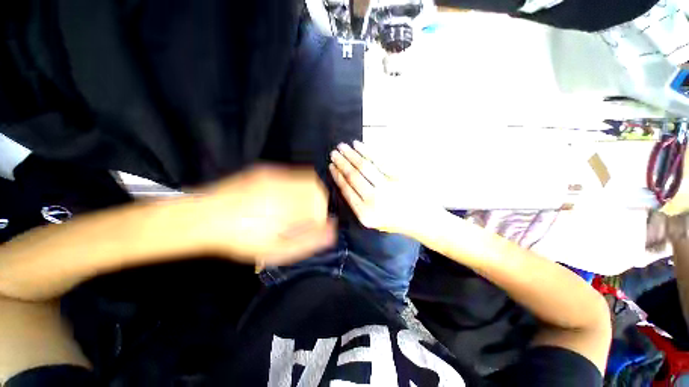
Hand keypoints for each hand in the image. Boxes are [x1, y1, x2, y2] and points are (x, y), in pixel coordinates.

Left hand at [200, 165, 335, 265]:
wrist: (202, 216)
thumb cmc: (239, 239)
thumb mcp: (276, 250)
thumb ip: (308, 241)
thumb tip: (331, 230)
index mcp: (287, 207)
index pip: (320, 206)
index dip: (320, 217)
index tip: (312, 227)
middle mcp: (284, 186)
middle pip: (317, 189)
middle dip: (318, 204)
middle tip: (307, 217)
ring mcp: (275, 175)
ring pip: (307, 180)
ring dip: (309, 194)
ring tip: (297, 208)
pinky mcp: (266, 170)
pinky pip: (293, 176)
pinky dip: (297, 187)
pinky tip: (283, 198)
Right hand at [329, 141, 440, 237]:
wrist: (423, 221)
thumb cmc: (397, 221)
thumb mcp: (373, 221)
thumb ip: (359, 205)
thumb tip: (346, 182)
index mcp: (365, 213)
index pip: (346, 190)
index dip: (337, 176)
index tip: (332, 166)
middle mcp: (374, 200)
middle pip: (353, 176)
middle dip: (341, 163)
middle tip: (334, 153)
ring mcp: (387, 188)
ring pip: (363, 167)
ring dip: (351, 155)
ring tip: (343, 147)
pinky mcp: (399, 177)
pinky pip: (379, 161)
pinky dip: (367, 151)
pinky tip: (359, 145)